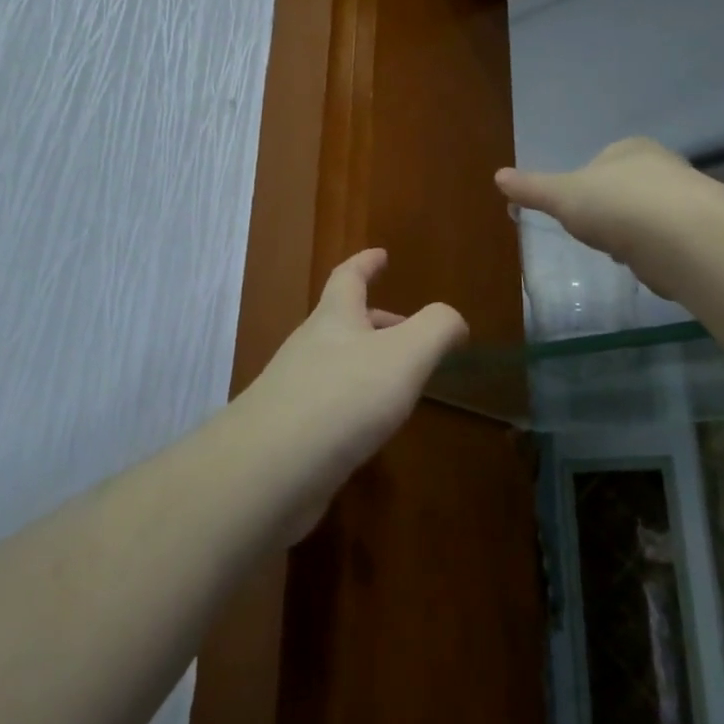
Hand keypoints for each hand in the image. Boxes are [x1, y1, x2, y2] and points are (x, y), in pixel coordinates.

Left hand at [237, 249, 466, 542]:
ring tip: (399, 383)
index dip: (366, 262)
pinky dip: (354, 403)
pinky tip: (369, 428)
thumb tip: (453, 320)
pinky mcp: (290, 430)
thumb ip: (436, 329)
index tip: (381, 254)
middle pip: (344, 321)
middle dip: (377, 320)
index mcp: (334, 318)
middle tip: (408, 330)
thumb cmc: (343, 398)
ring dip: (367, 363)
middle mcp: (310, 346)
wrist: (270, 469)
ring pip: (337, 363)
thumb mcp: (404, 356)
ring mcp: (294, 388)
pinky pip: (328, 403)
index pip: (349, 277)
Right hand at [494, 137, 698, 261]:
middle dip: (609, 214)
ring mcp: (687, 199)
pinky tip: (648, 265)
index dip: (583, 188)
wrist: (683, 238)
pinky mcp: (702, 234)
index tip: (576, 212)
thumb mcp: (562, 196)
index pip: (600, 162)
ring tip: (623, 252)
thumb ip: (532, 188)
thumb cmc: (616, 205)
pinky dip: (654, 255)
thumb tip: (497, 176)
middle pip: (624, 191)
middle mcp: (663, 166)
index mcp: (629, 148)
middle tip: (598, 233)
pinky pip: (667, 243)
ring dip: (632, 236)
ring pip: (646, 218)